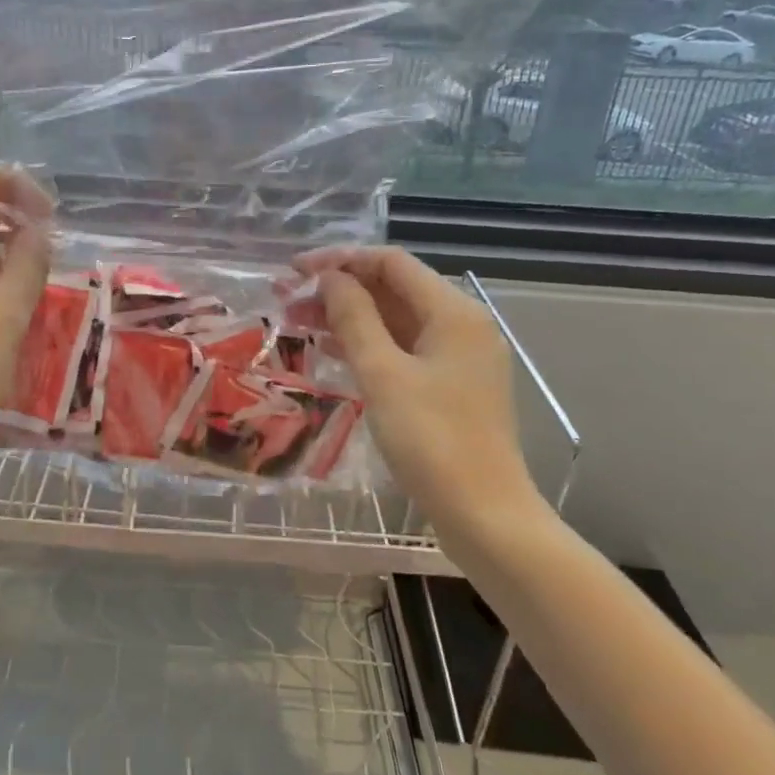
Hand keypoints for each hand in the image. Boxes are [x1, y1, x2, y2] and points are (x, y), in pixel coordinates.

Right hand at [296, 247, 543, 532]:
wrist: (484, 514)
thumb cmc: (431, 440)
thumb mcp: (383, 374)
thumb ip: (354, 318)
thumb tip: (330, 278)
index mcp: (453, 312)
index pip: (391, 263)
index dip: (341, 260)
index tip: (296, 270)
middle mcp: (462, 324)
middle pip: (395, 289)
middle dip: (341, 288)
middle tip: (290, 300)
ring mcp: (460, 356)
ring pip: (398, 320)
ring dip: (351, 316)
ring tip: (300, 323)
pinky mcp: (452, 385)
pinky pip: (405, 348)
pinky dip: (370, 343)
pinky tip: (334, 350)